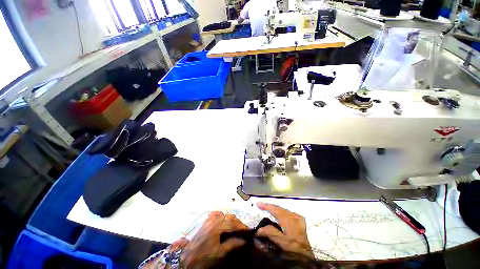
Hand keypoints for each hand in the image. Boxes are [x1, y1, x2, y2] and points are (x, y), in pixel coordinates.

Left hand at [181, 211, 248, 267]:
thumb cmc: (204, 258)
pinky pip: (214, 214)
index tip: (248, 232)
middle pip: (230, 217)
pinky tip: (222, 222)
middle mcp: (214, 220)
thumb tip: (244, 240)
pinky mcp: (205, 223)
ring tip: (234, 228)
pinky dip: (220, 216)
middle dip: (238, 223)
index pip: (234, 223)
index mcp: (218, 226)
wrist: (186, 260)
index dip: (242, 227)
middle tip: (242, 231)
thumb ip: (232, 244)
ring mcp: (209, 220)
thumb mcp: (220, 253)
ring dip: (230, 220)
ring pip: (223, 214)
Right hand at [256, 202, 313, 257]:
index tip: (258, 204)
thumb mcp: (281, 243)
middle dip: (270, 207)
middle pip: (280, 209)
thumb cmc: (293, 251)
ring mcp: (298, 219)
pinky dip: (282, 211)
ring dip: (276, 209)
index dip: (266, 207)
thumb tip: (259, 229)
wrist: (307, 257)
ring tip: (268, 208)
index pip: (275, 211)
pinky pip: (289, 212)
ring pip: (284, 209)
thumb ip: (270, 233)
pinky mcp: (301, 221)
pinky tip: (280, 213)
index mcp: (289, 222)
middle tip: (261, 205)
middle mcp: (294, 217)